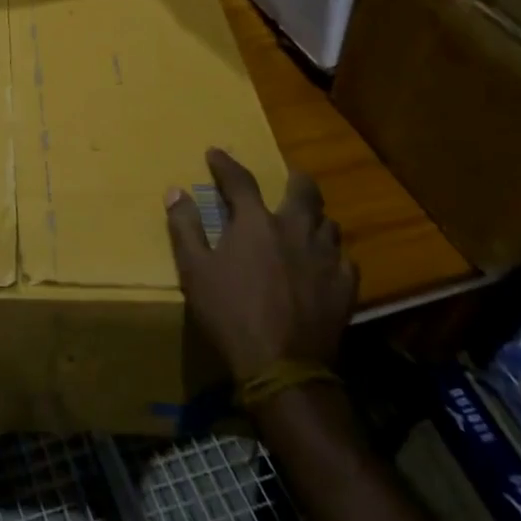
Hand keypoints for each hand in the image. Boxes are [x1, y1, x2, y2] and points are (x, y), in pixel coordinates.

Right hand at [165, 148, 357, 380]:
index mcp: (256, 223)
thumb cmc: (230, 314)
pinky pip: (344, 260)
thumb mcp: (194, 270)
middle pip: (303, 191)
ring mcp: (325, 258)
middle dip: (295, 179)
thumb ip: (185, 228)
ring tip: (307, 221)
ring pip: (328, 223)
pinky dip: (332, 255)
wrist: (283, 367)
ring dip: (315, 217)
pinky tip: (325, 264)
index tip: (215, 153)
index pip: (241, 180)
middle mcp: (295, 230)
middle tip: (288, 177)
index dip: (226, 164)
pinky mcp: (345, 288)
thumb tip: (175, 191)